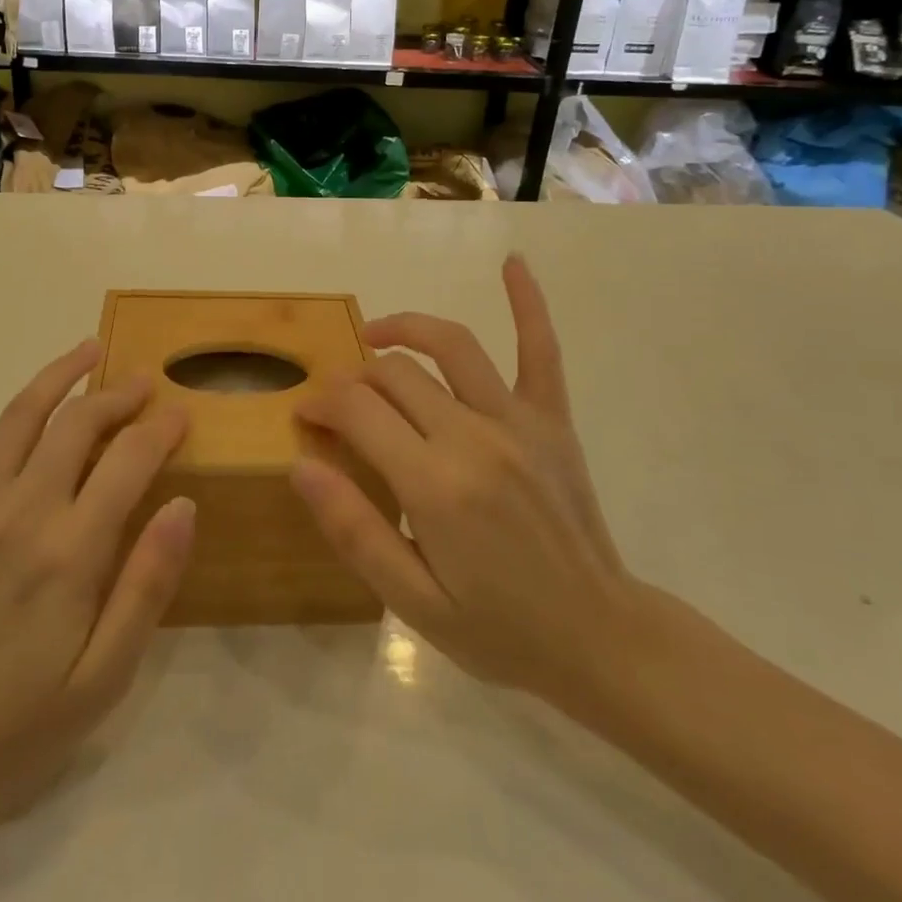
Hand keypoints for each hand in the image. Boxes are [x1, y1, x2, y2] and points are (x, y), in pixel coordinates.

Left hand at [0, 341, 195, 852]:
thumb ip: (147, 585)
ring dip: (56, 376)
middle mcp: (20, 512)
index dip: (161, 430)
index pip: (128, 461)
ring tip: (88, 350)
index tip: (183, 416)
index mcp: (70, 552)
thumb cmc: (19, 727)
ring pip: (18, 418)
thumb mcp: (105, 678)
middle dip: (118, 396)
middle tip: (145, 384)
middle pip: (78, 425)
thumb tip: (183, 504)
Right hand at [291, 256, 649, 717]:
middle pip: (396, 374)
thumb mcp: (412, 601)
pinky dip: (528, 303)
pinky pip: (541, 351)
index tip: (307, 415)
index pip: (358, 410)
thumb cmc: (498, 629)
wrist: (599, 640)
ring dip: (407, 329)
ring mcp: (519, 423)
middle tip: (338, 401)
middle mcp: (473, 437)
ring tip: (378, 334)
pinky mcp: (552, 421)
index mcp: (433, 484)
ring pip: (451, 346)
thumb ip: (353, 528)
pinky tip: (513, 262)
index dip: (322, 402)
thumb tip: (301, 463)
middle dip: (354, 377)